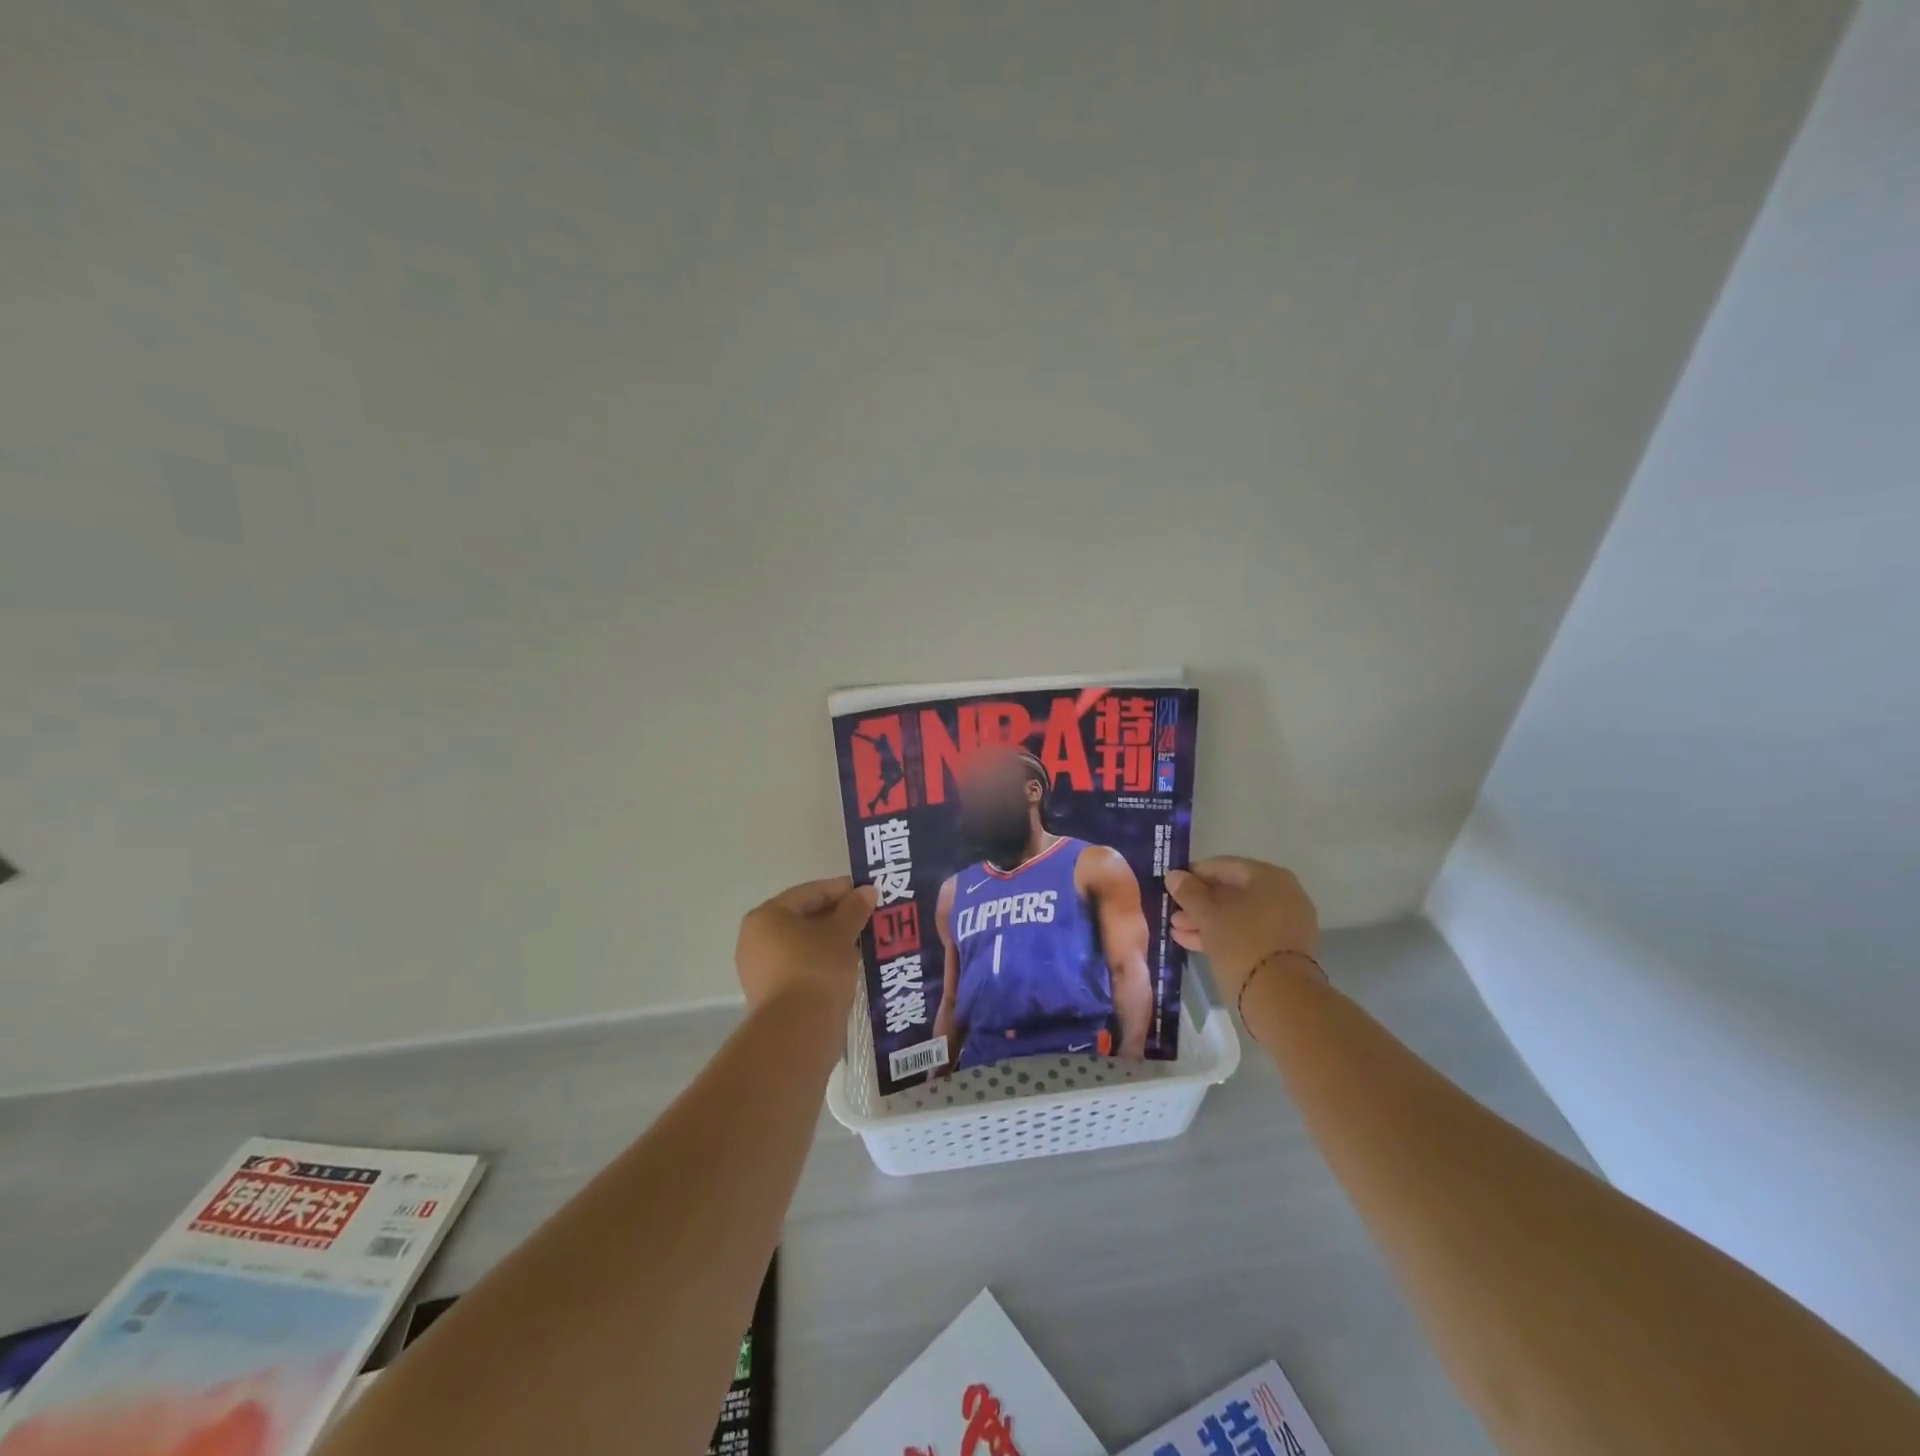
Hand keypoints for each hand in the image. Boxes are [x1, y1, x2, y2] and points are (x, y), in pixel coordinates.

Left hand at [735, 876, 877, 1014]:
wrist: (798, 1031)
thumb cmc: (817, 968)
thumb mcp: (841, 933)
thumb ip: (854, 908)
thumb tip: (867, 890)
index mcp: (767, 916)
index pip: (810, 892)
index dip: (842, 890)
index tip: (869, 893)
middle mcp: (755, 939)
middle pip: (804, 918)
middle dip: (838, 917)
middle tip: (869, 918)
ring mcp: (760, 969)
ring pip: (804, 945)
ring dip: (833, 941)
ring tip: (864, 942)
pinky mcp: (771, 995)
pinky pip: (801, 967)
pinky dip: (824, 963)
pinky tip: (849, 966)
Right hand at [1165, 857, 1319, 1009]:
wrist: (1282, 998)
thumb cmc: (1242, 943)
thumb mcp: (1208, 915)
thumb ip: (1189, 892)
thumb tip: (1173, 875)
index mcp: (1268, 877)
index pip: (1223, 866)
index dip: (1193, 874)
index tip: (1171, 886)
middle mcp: (1283, 894)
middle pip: (1231, 892)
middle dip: (1199, 903)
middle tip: (1172, 912)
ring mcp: (1286, 923)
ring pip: (1238, 915)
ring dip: (1206, 921)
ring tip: (1177, 931)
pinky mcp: (1283, 949)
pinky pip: (1248, 933)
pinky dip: (1223, 935)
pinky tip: (1193, 942)